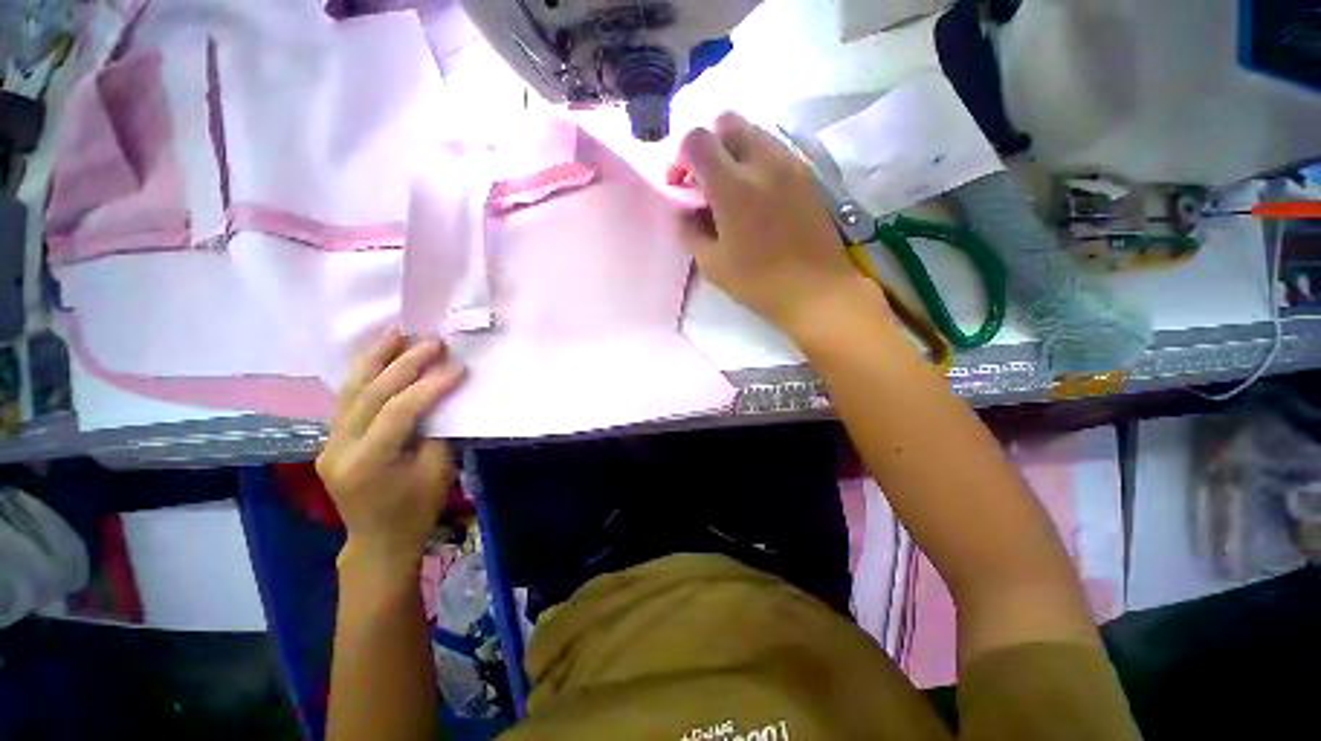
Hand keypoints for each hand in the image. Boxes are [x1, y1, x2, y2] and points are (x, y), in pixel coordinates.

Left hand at [316, 330, 466, 568]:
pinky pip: (349, 398)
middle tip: (432, 342)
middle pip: (370, 393)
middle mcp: (337, 448)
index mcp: (366, 462)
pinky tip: (381, 355)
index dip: (431, 385)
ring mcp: (328, 442)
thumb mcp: (436, 471)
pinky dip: (367, 373)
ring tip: (397, 331)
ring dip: (376, 357)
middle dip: (404, 363)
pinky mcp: (331, 438)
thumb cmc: (415, 509)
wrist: (378, 539)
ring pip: (351, 389)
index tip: (458, 366)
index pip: (399, 411)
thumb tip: (442, 396)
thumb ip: (436, 430)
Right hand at [670, 112, 875, 334]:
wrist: (815, 289)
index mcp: (733, 186)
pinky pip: (775, 150)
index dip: (680, 156)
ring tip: (732, 190)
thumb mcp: (711, 263)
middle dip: (708, 145)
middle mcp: (762, 162)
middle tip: (705, 181)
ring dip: (734, 151)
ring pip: (754, 132)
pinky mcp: (807, 174)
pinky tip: (758, 196)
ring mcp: (790, 164)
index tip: (681, 186)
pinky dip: (757, 161)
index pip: (697, 139)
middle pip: (727, 121)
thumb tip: (682, 210)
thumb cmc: (757, 281)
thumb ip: (689, 231)